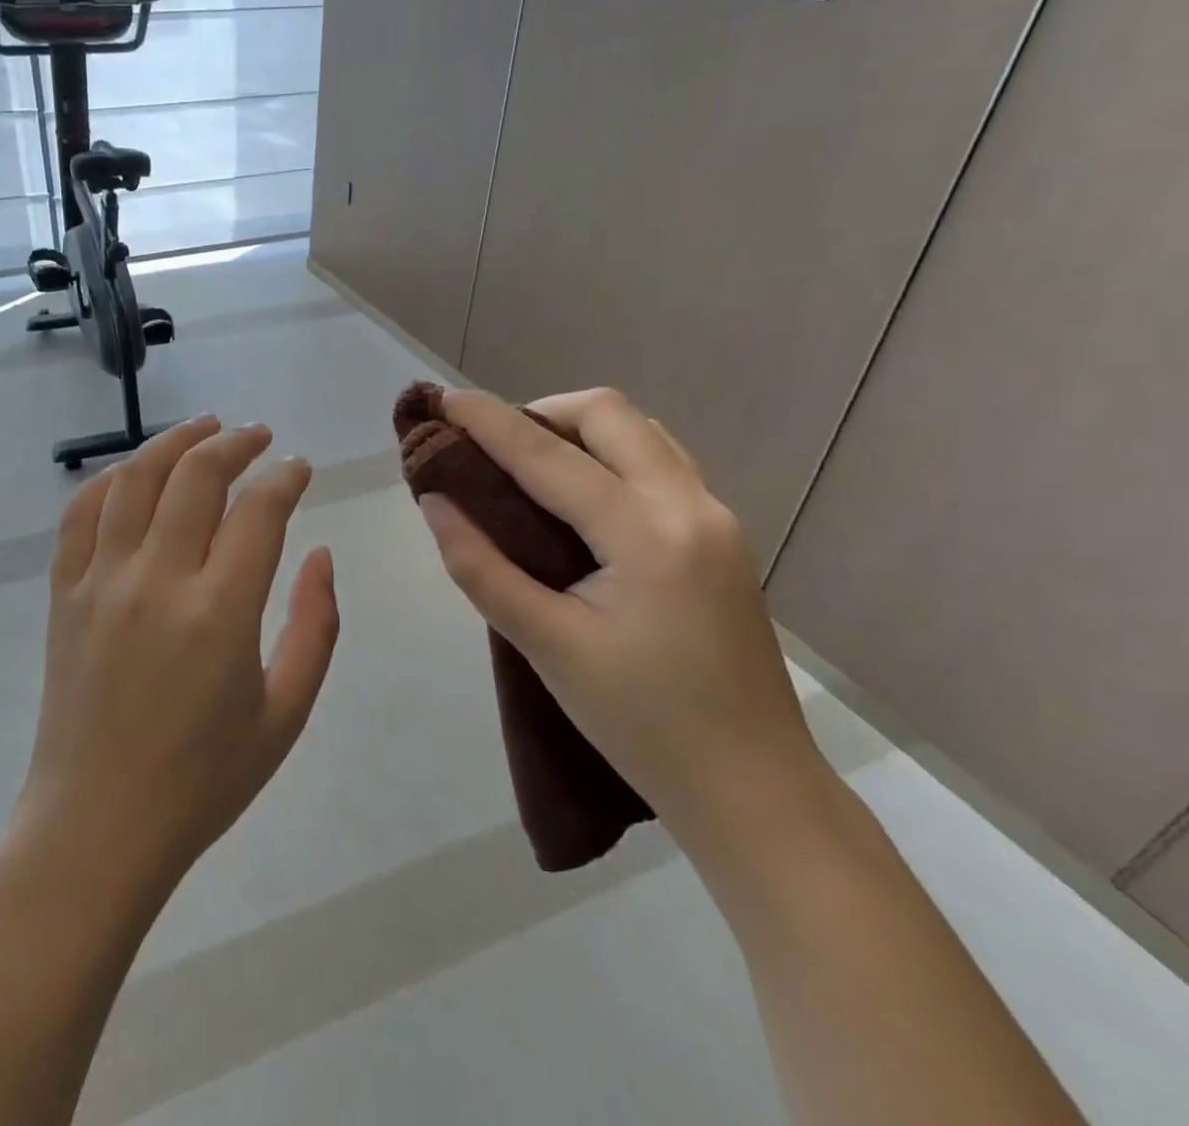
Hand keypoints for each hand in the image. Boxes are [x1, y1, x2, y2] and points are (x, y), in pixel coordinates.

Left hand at [14, 417, 340, 888]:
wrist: (98, 825)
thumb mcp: (286, 713)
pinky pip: (80, 514)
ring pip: (134, 479)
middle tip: (258, 435)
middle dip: (235, 443)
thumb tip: (321, 555)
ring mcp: (101, 582)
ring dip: (173, 442)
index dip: (285, 477)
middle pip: (196, 476)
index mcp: (219, 612)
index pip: (259, 510)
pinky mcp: (63, 594)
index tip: (299, 467)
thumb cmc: (203, 779)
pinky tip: (134, 471)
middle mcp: (157, 580)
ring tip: (204, 427)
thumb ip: (315, 627)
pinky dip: (109, 480)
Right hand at [417, 389, 828, 843]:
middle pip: (609, 415)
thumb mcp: (546, 645)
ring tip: (530, 464)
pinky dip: (612, 453)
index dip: (488, 421)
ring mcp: (716, 518)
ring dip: (580, 429)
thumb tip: (435, 502)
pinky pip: (661, 462)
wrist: (753, 788)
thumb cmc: (641, 723)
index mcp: (646, 534)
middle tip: (490, 445)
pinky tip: (582, 495)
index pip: (549, 455)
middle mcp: (691, 506)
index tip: (443, 400)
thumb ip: (480, 567)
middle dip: (540, 412)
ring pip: (642, 432)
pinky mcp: (722, 536)